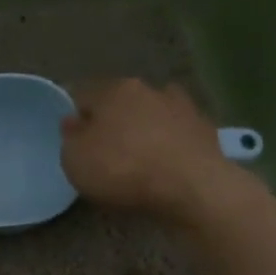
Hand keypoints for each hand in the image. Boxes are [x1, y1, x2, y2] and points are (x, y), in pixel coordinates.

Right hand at [60, 79, 255, 223]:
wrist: (191, 186)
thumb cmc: (123, 169)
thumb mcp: (75, 160)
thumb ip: (71, 138)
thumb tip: (74, 122)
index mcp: (113, 90)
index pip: (84, 96)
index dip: (77, 118)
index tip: (76, 141)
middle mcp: (148, 89)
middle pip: (121, 102)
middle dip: (113, 121)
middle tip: (106, 151)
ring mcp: (181, 106)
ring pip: (151, 114)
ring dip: (144, 129)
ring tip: (139, 158)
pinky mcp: (204, 128)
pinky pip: (176, 133)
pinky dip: (169, 143)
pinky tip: (165, 164)